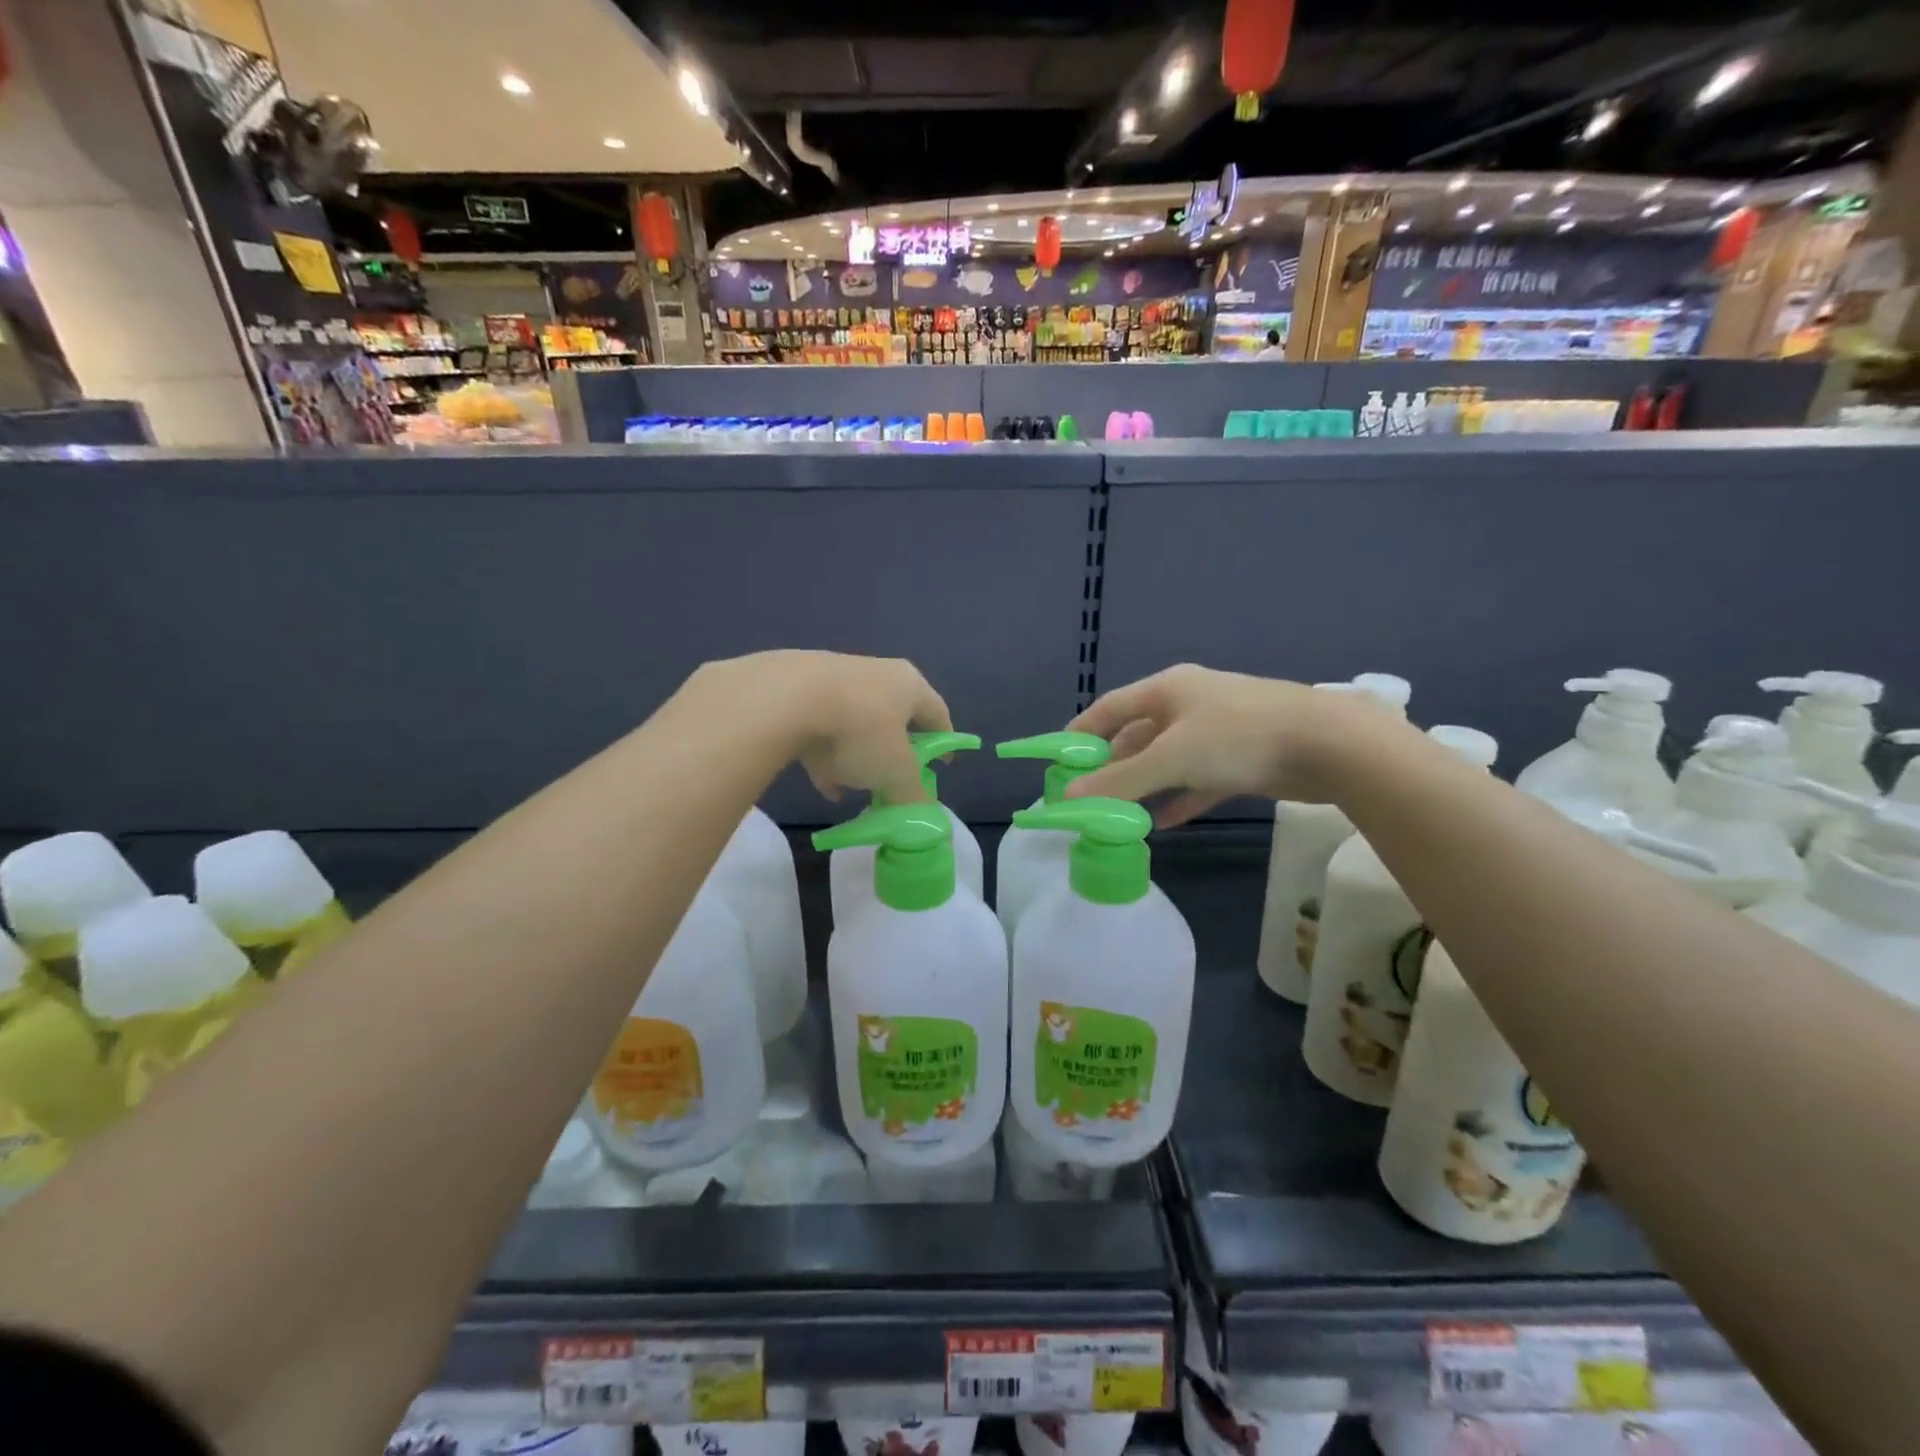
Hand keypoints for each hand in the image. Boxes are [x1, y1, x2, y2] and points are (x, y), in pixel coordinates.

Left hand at [684, 651, 950, 804]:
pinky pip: (822, 727)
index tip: (942, 766)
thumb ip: (914, 797)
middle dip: (895, 753)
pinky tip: (823, 783)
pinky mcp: (799, 688)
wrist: (785, 698)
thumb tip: (926, 818)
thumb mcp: (895, 774)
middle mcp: (877, 674)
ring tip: (854, 788)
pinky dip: (827, 754)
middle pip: (895, 718)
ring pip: (856, 723)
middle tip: (895, 781)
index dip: (944, 742)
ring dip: (858, 757)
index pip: (938, 713)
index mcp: (909, 685)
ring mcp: (835, 678)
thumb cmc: (859, 731)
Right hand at [1063, 664, 1400, 825]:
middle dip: (1111, 766)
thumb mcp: (1172, 758)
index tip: (1059, 759)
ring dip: (1143, 786)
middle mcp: (1188, 704)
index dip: (1082, 731)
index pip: (1110, 707)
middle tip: (1087, 796)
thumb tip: (1069, 796)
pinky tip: (1162, 823)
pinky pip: (1197, 780)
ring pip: (1167, 760)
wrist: (1329, 744)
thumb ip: (1120, 779)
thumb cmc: (1238, 737)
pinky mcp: (1241, 759)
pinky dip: (1178, 798)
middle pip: (1137, 735)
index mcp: (1167, 689)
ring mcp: (1217, 731)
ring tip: (1116, 815)